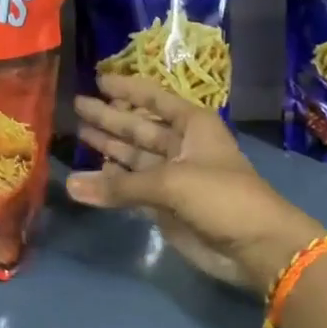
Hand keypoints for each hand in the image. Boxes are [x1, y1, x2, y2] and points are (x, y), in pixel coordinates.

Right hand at [67, 74, 326, 294]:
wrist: (256, 247)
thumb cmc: (222, 197)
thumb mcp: (170, 183)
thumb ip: (119, 185)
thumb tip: (70, 185)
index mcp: (192, 125)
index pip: (154, 99)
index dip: (127, 89)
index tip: (97, 80)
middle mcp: (181, 145)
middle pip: (138, 127)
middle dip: (109, 117)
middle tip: (76, 106)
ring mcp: (173, 176)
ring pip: (133, 157)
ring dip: (107, 148)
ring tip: (75, 134)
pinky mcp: (166, 205)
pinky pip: (132, 187)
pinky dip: (113, 182)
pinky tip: (89, 175)